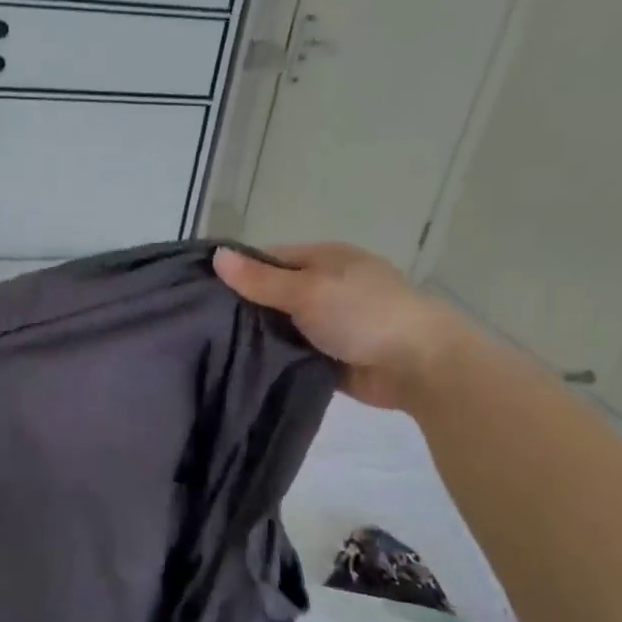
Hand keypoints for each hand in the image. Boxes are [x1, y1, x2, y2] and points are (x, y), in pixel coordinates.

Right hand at [213, 243, 466, 409]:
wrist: (420, 366)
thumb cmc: (363, 313)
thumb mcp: (307, 290)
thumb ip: (260, 279)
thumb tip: (216, 255)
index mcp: (324, 259)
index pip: (269, 258)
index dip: (238, 270)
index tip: (202, 290)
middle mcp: (326, 286)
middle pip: (273, 292)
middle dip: (244, 306)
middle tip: (201, 322)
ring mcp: (331, 322)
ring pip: (281, 325)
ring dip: (258, 335)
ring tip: (212, 346)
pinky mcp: (332, 356)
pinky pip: (294, 352)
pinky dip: (275, 357)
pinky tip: (241, 365)